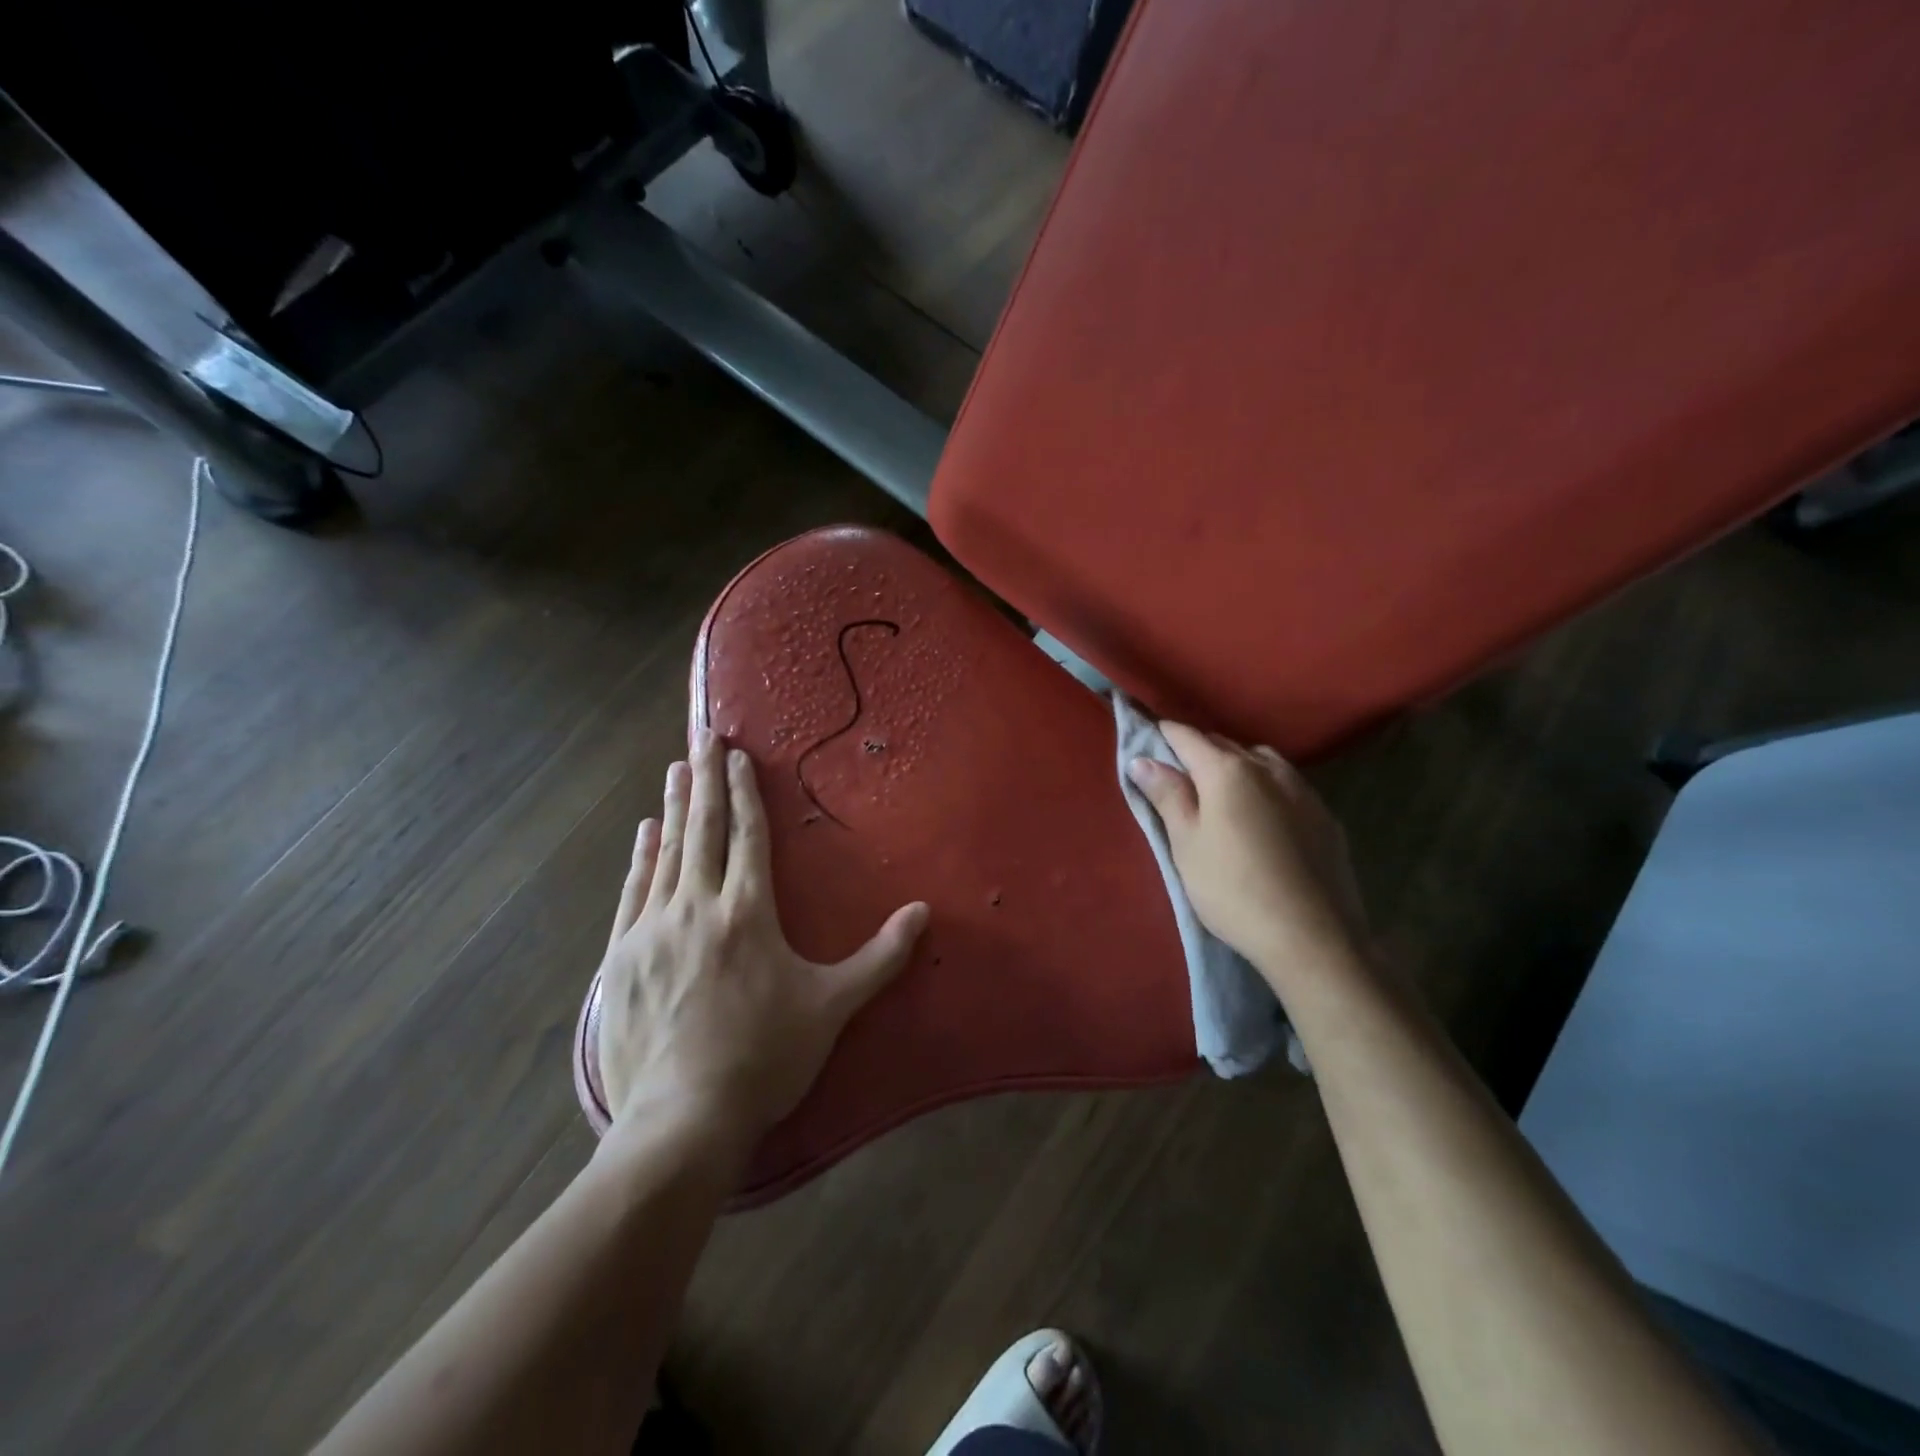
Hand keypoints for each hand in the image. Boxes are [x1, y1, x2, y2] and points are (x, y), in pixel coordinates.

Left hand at [596, 730, 928, 1141]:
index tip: (736, 754)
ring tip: (675, 769)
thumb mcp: (834, 1006)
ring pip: (667, 852)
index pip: (748, 835)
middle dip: (705, 778)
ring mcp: (654, 929)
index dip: (744, 790)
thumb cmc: (766, 1056)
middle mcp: (699, 906)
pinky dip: (641, 857)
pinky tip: (645, 834)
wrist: (683, 1117)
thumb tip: (924, 913)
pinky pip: (635, 891)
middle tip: (702, 735)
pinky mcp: (624, 956)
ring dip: (674, 807)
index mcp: (749, 912)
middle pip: (704, 829)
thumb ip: (881, 956)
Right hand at [1127, 723, 1372, 994]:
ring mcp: (1302, 791)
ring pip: (1260, 761)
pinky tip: (1263, 815)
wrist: (1312, 937)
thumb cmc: (1232, 889)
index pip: (1187, 737)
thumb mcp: (1186, 844)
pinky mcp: (1325, 817)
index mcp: (1227, 771)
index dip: (1163, 733)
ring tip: (1221, 791)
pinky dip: (1265, 787)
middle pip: (1224, 745)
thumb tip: (1142, 759)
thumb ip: (1167, 795)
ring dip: (1236, 765)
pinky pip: (1287, 785)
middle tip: (1176, 773)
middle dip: (1198, 750)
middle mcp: (1267, 768)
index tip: (1147, 735)